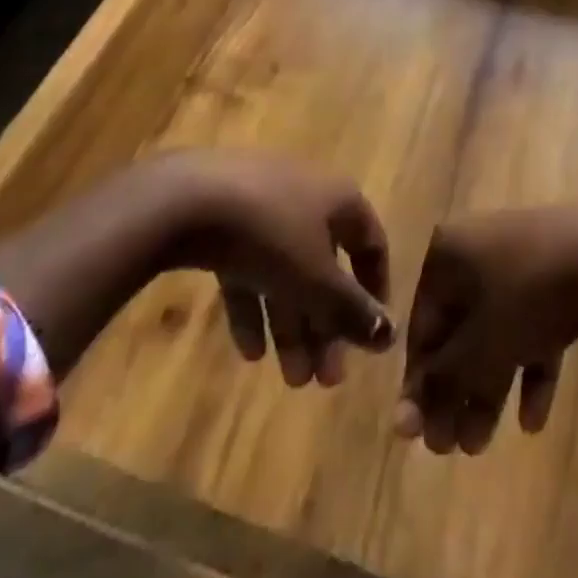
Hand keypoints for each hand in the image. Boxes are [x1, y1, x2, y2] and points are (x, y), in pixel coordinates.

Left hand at [160, 152, 392, 387]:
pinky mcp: (225, 220)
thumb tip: (391, 335)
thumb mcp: (316, 279)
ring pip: (287, 272)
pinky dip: (254, 306)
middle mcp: (308, 196)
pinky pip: (250, 267)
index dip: (375, 291)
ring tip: (289, 380)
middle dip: (326, 326)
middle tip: (324, 380)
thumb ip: (352, 310)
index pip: (370, 245)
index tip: (370, 336)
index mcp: (339, 199)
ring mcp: (264, 206)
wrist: (186, 199)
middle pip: (326, 267)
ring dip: (293, 325)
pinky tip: (249, 351)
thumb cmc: (269, 233)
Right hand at [396, 205, 577, 453]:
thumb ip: (441, 384)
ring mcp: (521, 259)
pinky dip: (528, 366)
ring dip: (487, 386)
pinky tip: (533, 419)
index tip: (420, 437)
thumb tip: (401, 423)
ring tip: (481, 445)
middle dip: (456, 390)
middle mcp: (478, 249)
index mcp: (448, 252)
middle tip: (452, 447)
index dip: (420, 383)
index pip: (422, 325)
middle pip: (459, 329)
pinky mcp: (556, 275)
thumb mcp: (479, 346)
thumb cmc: (527, 295)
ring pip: (496, 331)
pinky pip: (532, 324)